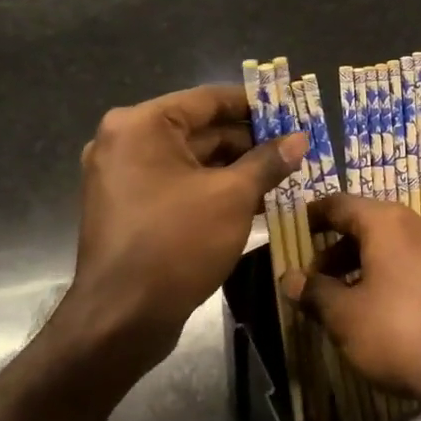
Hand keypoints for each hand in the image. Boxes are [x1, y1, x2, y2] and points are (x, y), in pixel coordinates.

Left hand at [57, 85, 305, 377]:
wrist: (121, 320)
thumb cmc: (176, 243)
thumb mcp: (233, 197)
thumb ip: (268, 161)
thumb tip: (300, 138)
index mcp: (142, 125)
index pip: (209, 99)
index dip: (254, 104)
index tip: (290, 108)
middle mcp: (126, 142)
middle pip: (200, 129)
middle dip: (249, 140)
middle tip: (294, 146)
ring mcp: (124, 177)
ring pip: (192, 160)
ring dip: (236, 167)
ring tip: (284, 173)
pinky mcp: (130, 208)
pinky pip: (179, 184)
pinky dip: (213, 188)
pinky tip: (255, 199)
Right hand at [286, 193, 420, 415]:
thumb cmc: (401, 334)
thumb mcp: (345, 317)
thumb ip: (314, 292)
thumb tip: (288, 278)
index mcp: (387, 222)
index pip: (340, 203)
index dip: (314, 215)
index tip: (296, 229)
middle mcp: (418, 222)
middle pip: (368, 222)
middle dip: (337, 247)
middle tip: (315, 277)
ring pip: (393, 242)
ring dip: (364, 261)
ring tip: (345, 296)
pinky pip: (414, 259)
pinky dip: (391, 271)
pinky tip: (383, 306)